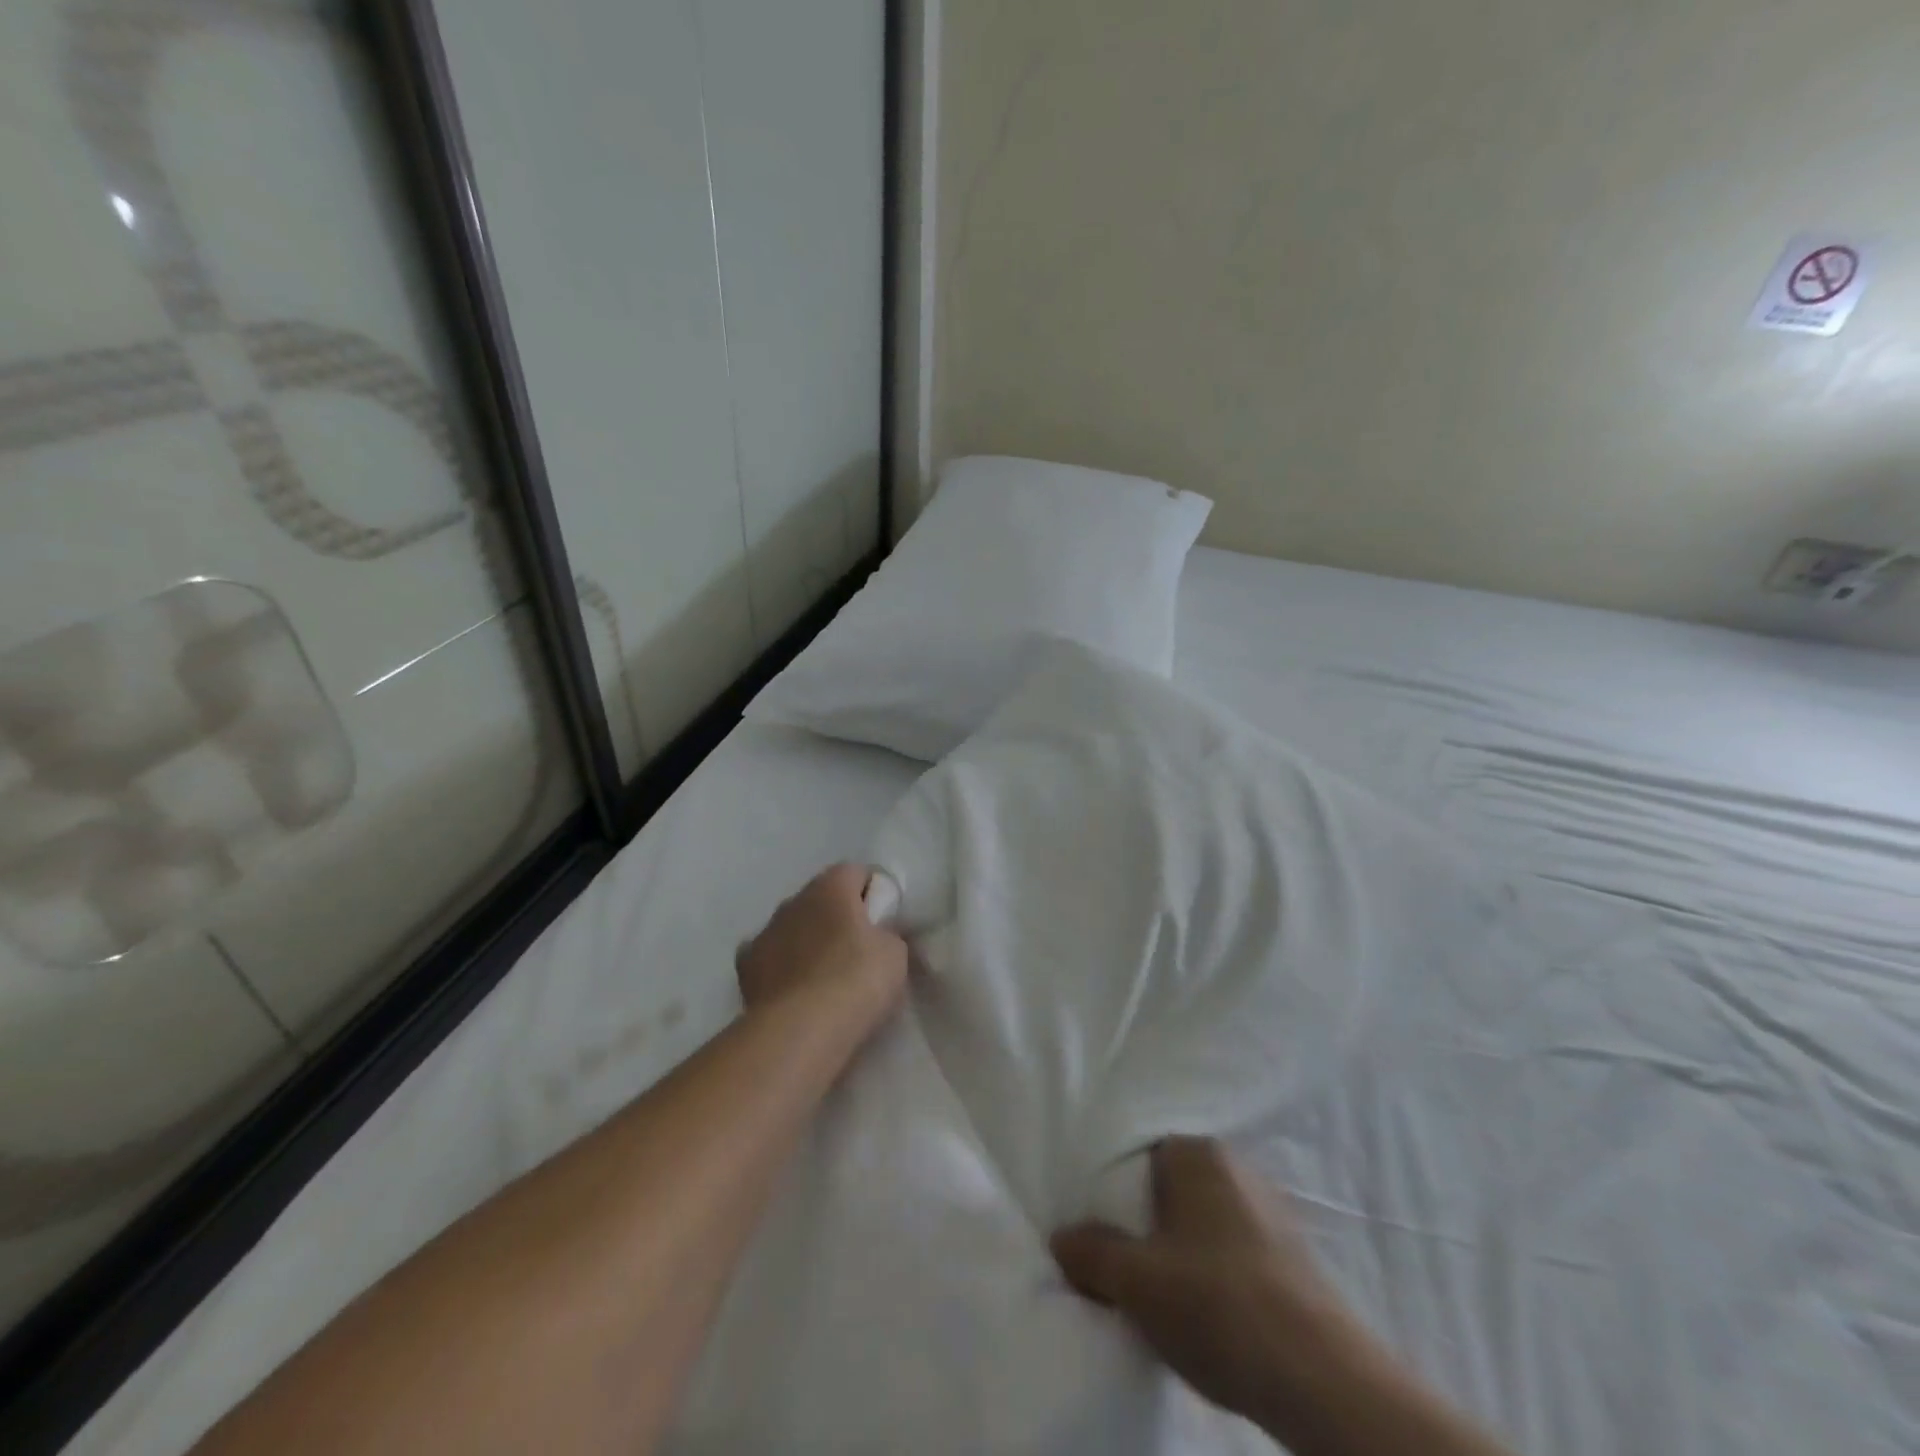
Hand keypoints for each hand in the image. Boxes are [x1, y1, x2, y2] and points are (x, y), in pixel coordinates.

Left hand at [736, 864, 908, 1032]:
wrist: (801, 1030)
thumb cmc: (856, 980)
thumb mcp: (894, 953)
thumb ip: (885, 933)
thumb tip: (876, 936)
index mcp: (831, 887)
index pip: (856, 872)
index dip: (873, 893)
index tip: (884, 922)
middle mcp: (793, 900)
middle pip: (821, 899)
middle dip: (837, 917)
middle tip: (858, 951)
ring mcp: (764, 932)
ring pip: (792, 927)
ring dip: (807, 941)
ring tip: (825, 977)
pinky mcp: (745, 967)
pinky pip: (770, 957)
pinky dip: (781, 967)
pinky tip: (794, 991)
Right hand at [1051, 1137, 1367, 1434]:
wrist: (1324, 1381)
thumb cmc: (1219, 1305)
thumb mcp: (1136, 1282)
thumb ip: (1092, 1253)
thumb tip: (1062, 1237)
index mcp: (1198, 1154)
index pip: (1140, 1156)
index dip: (1114, 1194)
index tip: (1099, 1231)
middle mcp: (1236, 1169)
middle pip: (1171, 1191)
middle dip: (1146, 1225)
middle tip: (1123, 1267)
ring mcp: (1270, 1213)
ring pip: (1202, 1225)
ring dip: (1180, 1254)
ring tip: (1161, 1298)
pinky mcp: (1292, 1258)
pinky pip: (1232, 1253)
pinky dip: (1213, 1275)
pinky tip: (1206, 1314)